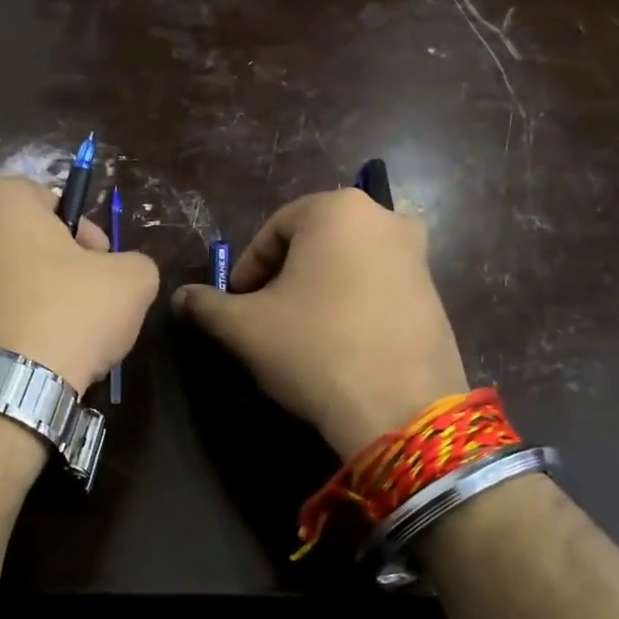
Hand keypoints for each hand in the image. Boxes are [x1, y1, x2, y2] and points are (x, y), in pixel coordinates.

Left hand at [0, 174, 158, 390]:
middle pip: (25, 239)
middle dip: (60, 264)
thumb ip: (134, 262)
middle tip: (88, 298)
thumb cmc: (66, 314)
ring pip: (6, 277)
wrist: (1, 390)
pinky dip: (11, 325)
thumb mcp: (131, 281)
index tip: (102, 264)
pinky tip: (36, 356)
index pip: (51, 198)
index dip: (85, 229)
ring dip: (36, 297)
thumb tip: (123, 272)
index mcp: (0, 200)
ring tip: (64, 336)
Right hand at [172, 189, 466, 456]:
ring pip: (348, 264)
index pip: (274, 230)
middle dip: (284, 276)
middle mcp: (384, 218)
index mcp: (337, 210)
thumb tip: (181, 297)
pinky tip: (340, 344)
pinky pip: (379, 288)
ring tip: (301, 332)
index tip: (237, 304)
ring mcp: (417, 256)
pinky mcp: (436, 294)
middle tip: (265, 316)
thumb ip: (207, 305)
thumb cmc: (314, 349)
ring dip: (319, 290)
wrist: (400, 408)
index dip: (248, 267)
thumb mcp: (245, 328)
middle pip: (314, 243)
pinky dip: (353, 305)